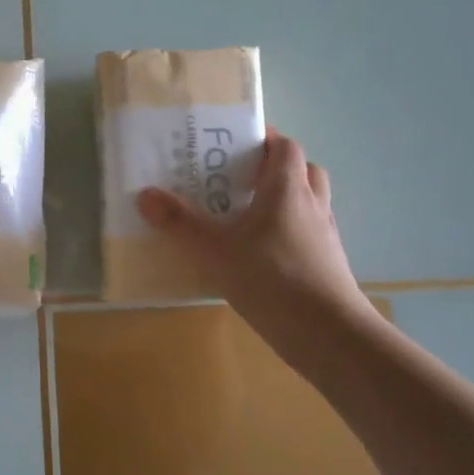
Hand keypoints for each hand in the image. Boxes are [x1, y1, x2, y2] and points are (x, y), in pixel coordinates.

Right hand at [137, 132, 370, 329]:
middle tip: (239, 178)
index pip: (283, 146)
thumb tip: (145, 195)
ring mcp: (324, 236)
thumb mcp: (214, 251)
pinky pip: (308, 234)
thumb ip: (179, 223)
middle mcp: (312, 204)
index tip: (233, 144)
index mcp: (287, 188)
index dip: (262, 139)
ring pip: (308, 203)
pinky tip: (261, 253)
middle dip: (273, 168)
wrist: (328, 335)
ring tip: (248, 214)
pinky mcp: (327, 264)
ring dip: (284, 200)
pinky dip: (288, 233)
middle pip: (301, 170)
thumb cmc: (272, 279)